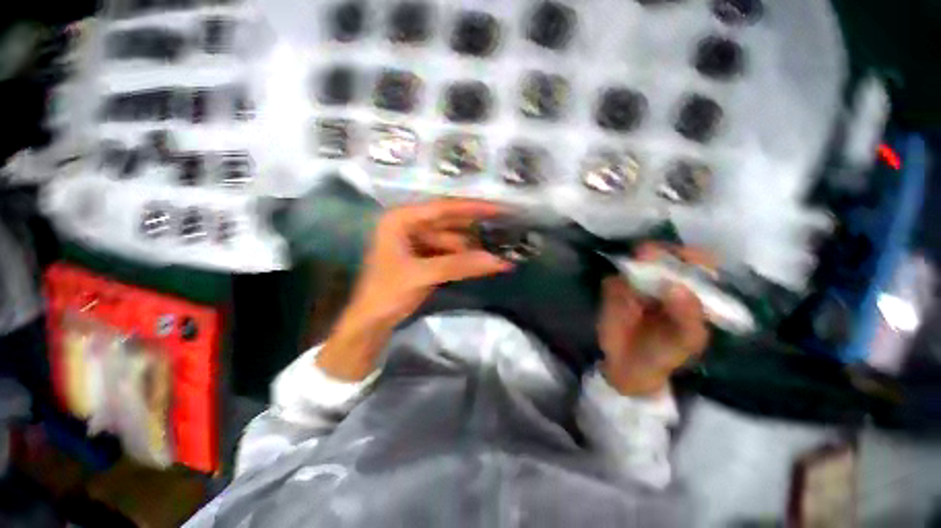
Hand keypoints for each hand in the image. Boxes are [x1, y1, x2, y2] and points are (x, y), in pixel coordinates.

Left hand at [316, 199, 512, 380]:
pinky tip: (479, 264)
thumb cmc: (387, 293)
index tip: (498, 209)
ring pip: (450, 241)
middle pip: (448, 224)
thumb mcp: (423, 275)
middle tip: (502, 230)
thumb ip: (460, 265)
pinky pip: (447, 253)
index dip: (472, 208)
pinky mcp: (422, 258)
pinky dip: (462, 259)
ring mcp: (415, 242)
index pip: (442, 208)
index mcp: (401, 220)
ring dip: (470, 249)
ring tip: (495, 254)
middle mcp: (408, 225)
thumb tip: (499, 261)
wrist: (370, 323)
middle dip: (474, 230)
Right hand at [597, 245, 710, 395]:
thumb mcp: (684, 341)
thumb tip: (678, 288)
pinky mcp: (614, 290)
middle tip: (648, 254)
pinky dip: (616, 283)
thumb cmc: (664, 354)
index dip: (692, 256)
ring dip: (634, 264)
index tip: (684, 256)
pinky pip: (614, 280)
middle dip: (657, 252)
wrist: (627, 366)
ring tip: (634, 271)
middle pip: (663, 257)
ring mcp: (637, 285)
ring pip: (635, 264)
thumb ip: (687, 317)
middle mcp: (664, 283)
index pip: (697, 265)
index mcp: (690, 293)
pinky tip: (619, 296)